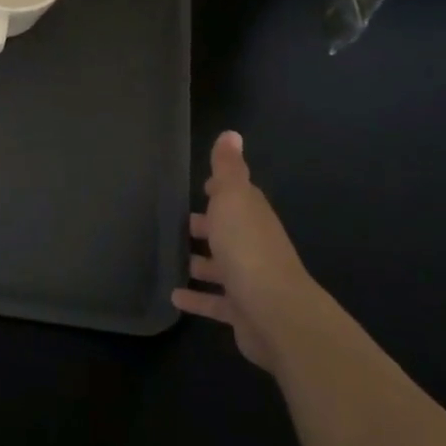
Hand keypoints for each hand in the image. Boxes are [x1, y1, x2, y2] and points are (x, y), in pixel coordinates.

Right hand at [172, 131, 316, 370]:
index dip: (221, 189)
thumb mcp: (233, 197)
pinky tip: (174, 297)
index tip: (202, 185)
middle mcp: (253, 245)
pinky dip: (196, 299)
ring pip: (220, 267)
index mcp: (252, 215)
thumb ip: (228, 168)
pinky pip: (214, 302)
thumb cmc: (247, 247)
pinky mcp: (241, 311)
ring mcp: (248, 280)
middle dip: (206, 226)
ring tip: (170, 258)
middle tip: (177, 223)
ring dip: (200, 263)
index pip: (238, 196)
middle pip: (228, 231)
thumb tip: (231, 133)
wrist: (275, 312)